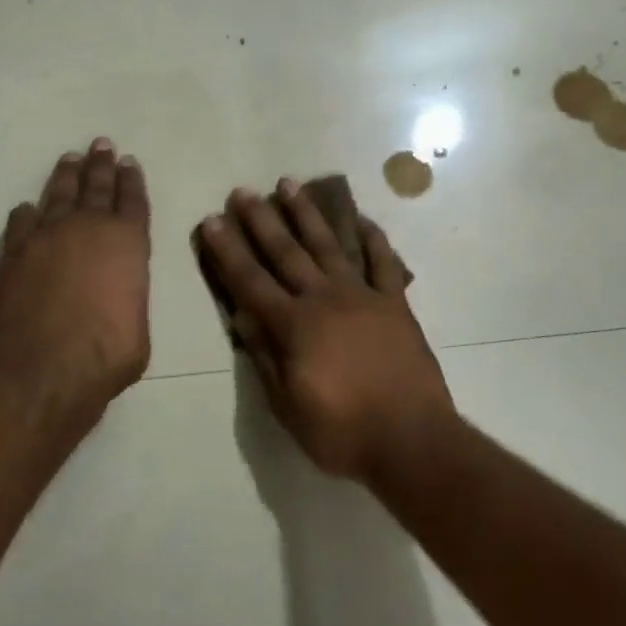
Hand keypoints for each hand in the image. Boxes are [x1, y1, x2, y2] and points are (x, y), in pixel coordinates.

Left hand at [0, 139, 151, 408]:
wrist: (43, 366)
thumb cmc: (106, 353)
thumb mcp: (138, 329)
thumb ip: (129, 300)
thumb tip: (118, 300)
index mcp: (128, 242)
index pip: (133, 201)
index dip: (132, 180)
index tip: (129, 162)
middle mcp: (89, 228)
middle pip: (97, 186)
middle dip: (101, 164)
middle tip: (102, 144)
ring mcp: (48, 235)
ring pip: (59, 193)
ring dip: (66, 175)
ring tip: (70, 159)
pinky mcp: (16, 251)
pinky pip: (22, 221)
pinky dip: (27, 213)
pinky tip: (27, 208)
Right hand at [197, 180, 454, 482]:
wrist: (412, 441)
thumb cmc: (342, 432)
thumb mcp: (288, 406)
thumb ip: (264, 356)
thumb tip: (241, 315)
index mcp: (294, 326)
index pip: (250, 281)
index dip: (228, 251)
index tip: (212, 221)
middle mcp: (324, 299)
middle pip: (286, 252)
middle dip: (261, 220)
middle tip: (243, 192)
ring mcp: (362, 296)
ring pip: (329, 245)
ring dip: (307, 214)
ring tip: (289, 184)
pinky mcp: (394, 303)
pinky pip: (383, 262)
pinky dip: (373, 238)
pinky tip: (360, 218)